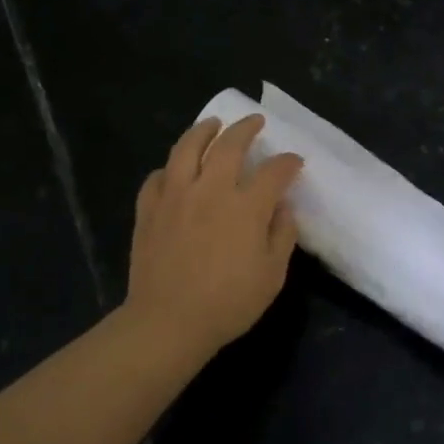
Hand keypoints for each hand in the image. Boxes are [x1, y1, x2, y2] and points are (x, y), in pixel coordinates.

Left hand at [122, 116, 303, 363]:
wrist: (168, 322)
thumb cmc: (228, 303)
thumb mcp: (272, 275)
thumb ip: (282, 235)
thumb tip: (282, 207)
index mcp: (245, 207)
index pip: (274, 171)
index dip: (287, 162)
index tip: (294, 161)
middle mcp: (210, 190)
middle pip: (229, 145)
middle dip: (246, 128)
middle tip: (255, 121)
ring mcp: (175, 196)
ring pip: (187, 148)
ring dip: (203, 130)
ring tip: (212, 124)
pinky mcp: (149, 210)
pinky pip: (157, 177)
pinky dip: (169, 168)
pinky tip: (175, 170)